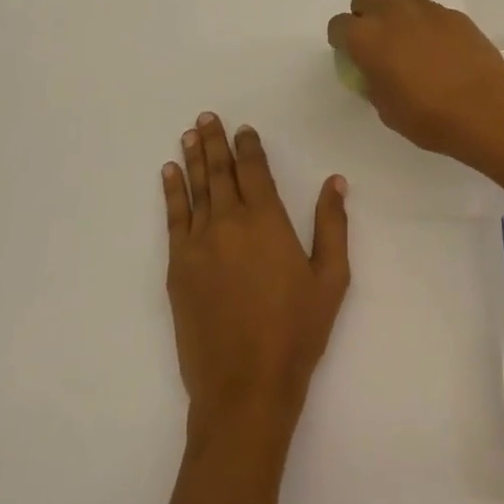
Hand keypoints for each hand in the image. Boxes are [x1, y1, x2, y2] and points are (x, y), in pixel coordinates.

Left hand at [162, 114, 350, 439]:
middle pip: (220, 172)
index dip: (248, 146)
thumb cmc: (297, 332)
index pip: (254, 171)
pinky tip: (168, 174)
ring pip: (195, 189)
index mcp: (268, 221)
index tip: (243, 128)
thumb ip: (333, 225)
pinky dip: (171, 192)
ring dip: (192, 159)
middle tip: (207, 118)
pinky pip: (173, 218)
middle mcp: (229, 222)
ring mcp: (198, 244)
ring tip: (190, 134)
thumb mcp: (331, 279)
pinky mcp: (177, 267)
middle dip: (214, 142)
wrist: (245, 385)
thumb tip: (334, 181)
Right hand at [327, 0, 503, 160]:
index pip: (338, 25)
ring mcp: (424, 9)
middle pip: (365, 0)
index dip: (341, 40)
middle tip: (376, 43)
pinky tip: (436, 45)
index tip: (351, 56)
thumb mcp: (387, 110)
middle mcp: (390, 14)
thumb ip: (374, 83)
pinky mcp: (452, 13)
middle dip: (365, 17)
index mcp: (365, 38)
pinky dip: (423, 19)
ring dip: (391, 6)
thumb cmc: (429, 117)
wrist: (486, 108)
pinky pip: (427, 7)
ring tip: (402, 32)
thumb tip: (376, 74)